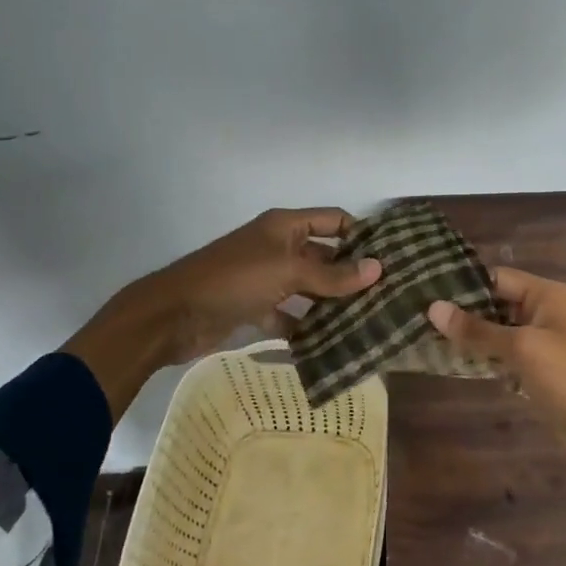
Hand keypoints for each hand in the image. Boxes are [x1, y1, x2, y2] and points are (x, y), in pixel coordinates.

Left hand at [134, 206, 382, 364]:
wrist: (172, 315)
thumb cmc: (233, 280)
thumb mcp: (287, 271)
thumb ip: (332, 274)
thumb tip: (378, 269)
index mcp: (285, 226)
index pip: (334, 220)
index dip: (361, 235)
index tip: (392, 258)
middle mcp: (278, 247)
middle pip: (324, 255)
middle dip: (351, 274)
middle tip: (388, 297)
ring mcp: (266, 279)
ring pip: (309, 288)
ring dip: (332, 303)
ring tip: (369, 322)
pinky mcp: (255, 308)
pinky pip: (289, 316)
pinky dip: (305, 328)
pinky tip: (331, 345)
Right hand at [427, 268, 565, 478]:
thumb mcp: (522, 349)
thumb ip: (477, 330)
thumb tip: (433, 307)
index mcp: (547, 295)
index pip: (497, 278)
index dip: (463, 286)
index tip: (425, 294)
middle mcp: (544, 312)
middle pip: (496, 305)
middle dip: (463, 314)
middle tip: (418, 320)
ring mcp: (543, 343)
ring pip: (498, 333)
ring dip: (471, 339)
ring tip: (427, 341)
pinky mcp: (539, 371)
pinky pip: (506, 357)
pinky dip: (485, 360)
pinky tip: (454, 365)